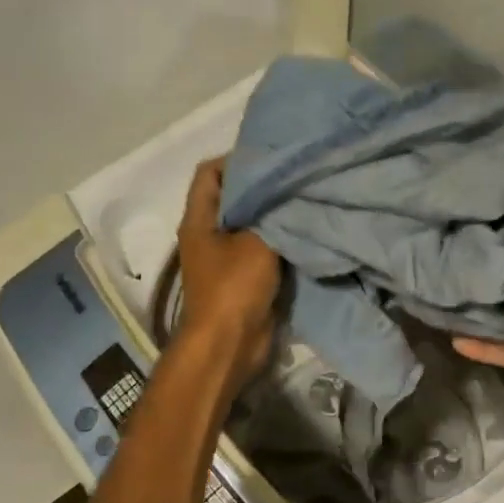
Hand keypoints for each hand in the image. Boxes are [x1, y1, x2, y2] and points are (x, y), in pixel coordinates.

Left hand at [173, 158, 281, 393]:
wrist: (230, 344)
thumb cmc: (235, 287)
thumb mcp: (257, 242)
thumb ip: (272, 213)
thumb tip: (289, 191)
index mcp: (199, 219)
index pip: (210, 172)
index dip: (237, 159)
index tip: (272, 158)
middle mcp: (208, 234)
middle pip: (234, 197)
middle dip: (263, 187)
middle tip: (296, 177)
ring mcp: (225, 257)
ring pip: (251, 224)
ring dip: (274, 216)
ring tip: (304, 201)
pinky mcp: (243, 277)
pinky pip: (263, 249)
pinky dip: (280, 241)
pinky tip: (304, 233)